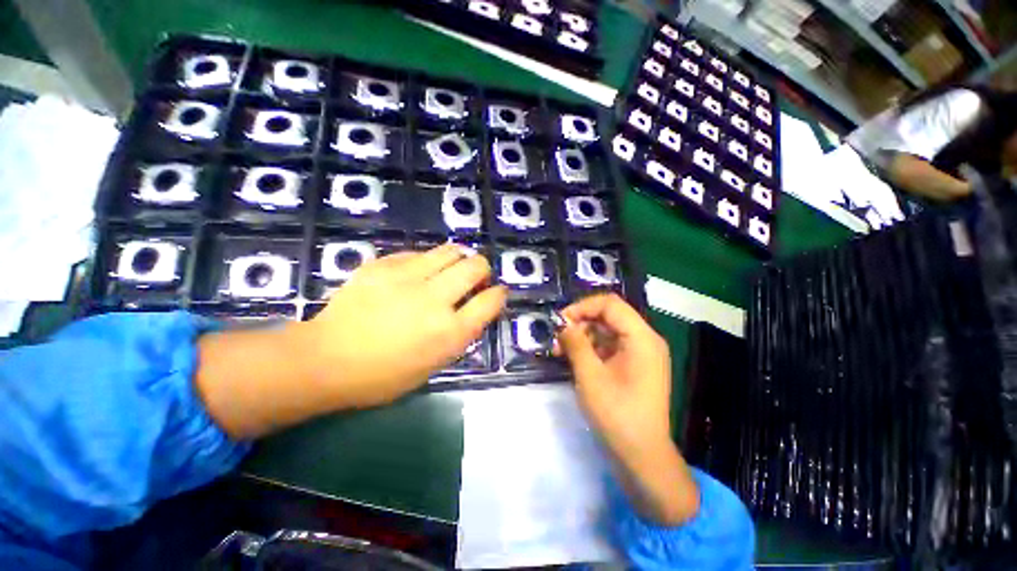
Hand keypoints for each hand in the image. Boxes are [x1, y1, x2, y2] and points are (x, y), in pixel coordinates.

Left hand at [197, 244, 506, 438]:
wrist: (325, 360)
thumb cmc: (383, 375)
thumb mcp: (433, 366)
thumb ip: (460, 335)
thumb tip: (475, 308)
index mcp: (448, 332)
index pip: (490, 301)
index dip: (499, 294)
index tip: (497, 292)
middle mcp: (434, 300)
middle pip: (476, 266)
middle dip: (483, 269)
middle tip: (475, 277)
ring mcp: (407, 278)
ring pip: (451, 250)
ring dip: (459, 258)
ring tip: (450, 268)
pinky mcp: (383, 265)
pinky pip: (419, 252)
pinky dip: (427, 261)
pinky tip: (418, 272)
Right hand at [556, 293, 698, 524]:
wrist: (642, 457)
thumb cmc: (617, 415)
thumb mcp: (590, 376)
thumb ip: (576, 343)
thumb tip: (563, 324)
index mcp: (641, 338)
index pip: (610, 304)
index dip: (582, 307)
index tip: (560, 321)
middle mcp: (645, 340)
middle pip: (608, 316)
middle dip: (580, 323)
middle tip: (557, 339)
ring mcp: (641, 353)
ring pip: (607, 331)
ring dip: (583, 336)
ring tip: (560, 351)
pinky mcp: (634, 365)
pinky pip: (610, 346)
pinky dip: (591, 348)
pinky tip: (573, 359)